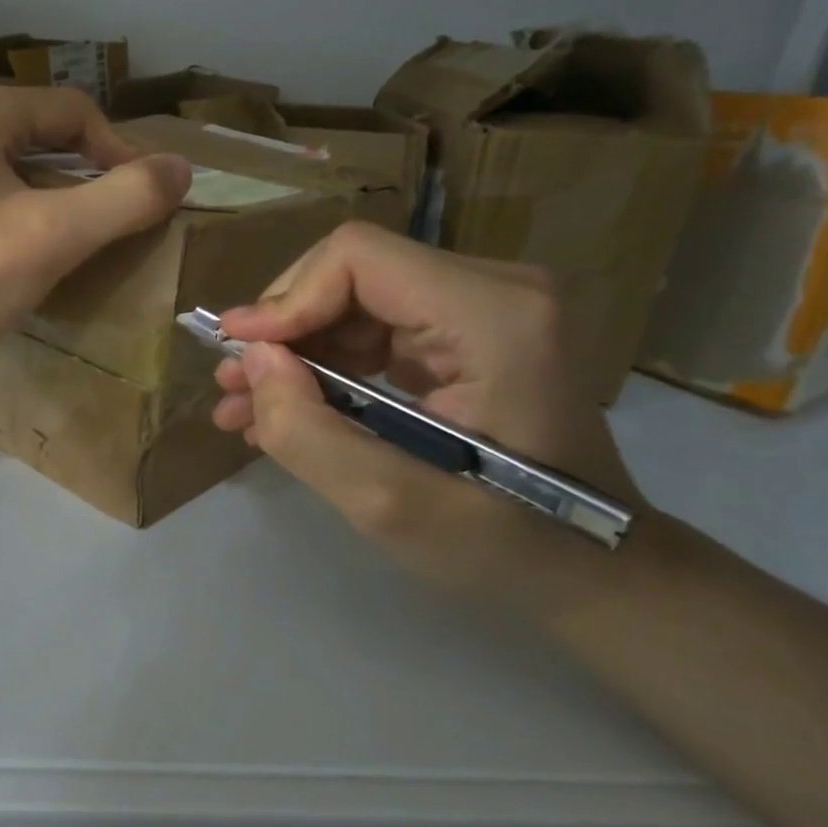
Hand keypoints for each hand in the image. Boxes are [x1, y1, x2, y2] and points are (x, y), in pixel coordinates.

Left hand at [0, 83, 191, 376]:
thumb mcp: (52, 238)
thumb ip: (124, 199)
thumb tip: (180, 168)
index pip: (74, 112)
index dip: (120, 152)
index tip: (144, 199)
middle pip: (33, 135)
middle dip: (78, 174)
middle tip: (102, 223)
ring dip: (37, 194)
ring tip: (56, 241)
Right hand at [211, 222, 643, 585]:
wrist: (592, 568)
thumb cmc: (504, 543)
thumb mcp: (388, 503)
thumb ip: (306, 430)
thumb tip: (252, 361)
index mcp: (491, 316)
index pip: (358, 257)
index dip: (286, 298)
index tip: (240, 354)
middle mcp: (495, 290)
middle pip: (353, 273)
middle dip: (285, 329)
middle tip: (234, 385)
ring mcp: (486, 307)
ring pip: (357, 299)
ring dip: (298, 350)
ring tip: (245, 405)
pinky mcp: (471, 332)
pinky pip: (378, 326)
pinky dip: (329, 364)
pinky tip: (290, 407)